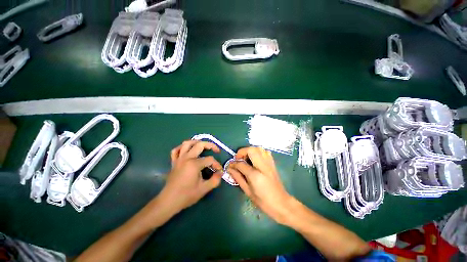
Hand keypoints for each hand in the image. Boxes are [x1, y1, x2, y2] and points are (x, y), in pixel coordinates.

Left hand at [159, 140, 223, 213]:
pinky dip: (182, 148)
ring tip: (203, 145)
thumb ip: (215, 180)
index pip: (210, 160)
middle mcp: (187, 158)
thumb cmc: (186, 195)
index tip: (219, 171)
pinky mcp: (173, 162)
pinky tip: (187, 150)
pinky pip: (176, 150)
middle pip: (200, 145)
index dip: (217, 164)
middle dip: (210, 145)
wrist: (169, 201)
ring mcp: (179, 159)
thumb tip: (221, 172)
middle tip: (216, 150)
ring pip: (187, 143)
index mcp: (194, 164)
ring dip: (196, 142)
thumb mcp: (204, 189)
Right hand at [228, 147, 292, 224]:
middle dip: (242, 152)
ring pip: (259, 148)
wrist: (281, 203)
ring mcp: (269, 163)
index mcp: (255, 175)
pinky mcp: (273, 163)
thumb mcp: (247, 191)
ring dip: (250, 150)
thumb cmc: (263, 201)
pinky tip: (255, 159)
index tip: (230, 165)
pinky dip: (258, 152)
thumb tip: (230, 169)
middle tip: (238, 158)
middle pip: (251, 150)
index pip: (241, 164)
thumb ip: (238, 178)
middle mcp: (263, 166)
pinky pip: (265, 152)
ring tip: (246, 158)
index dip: (234, 163)